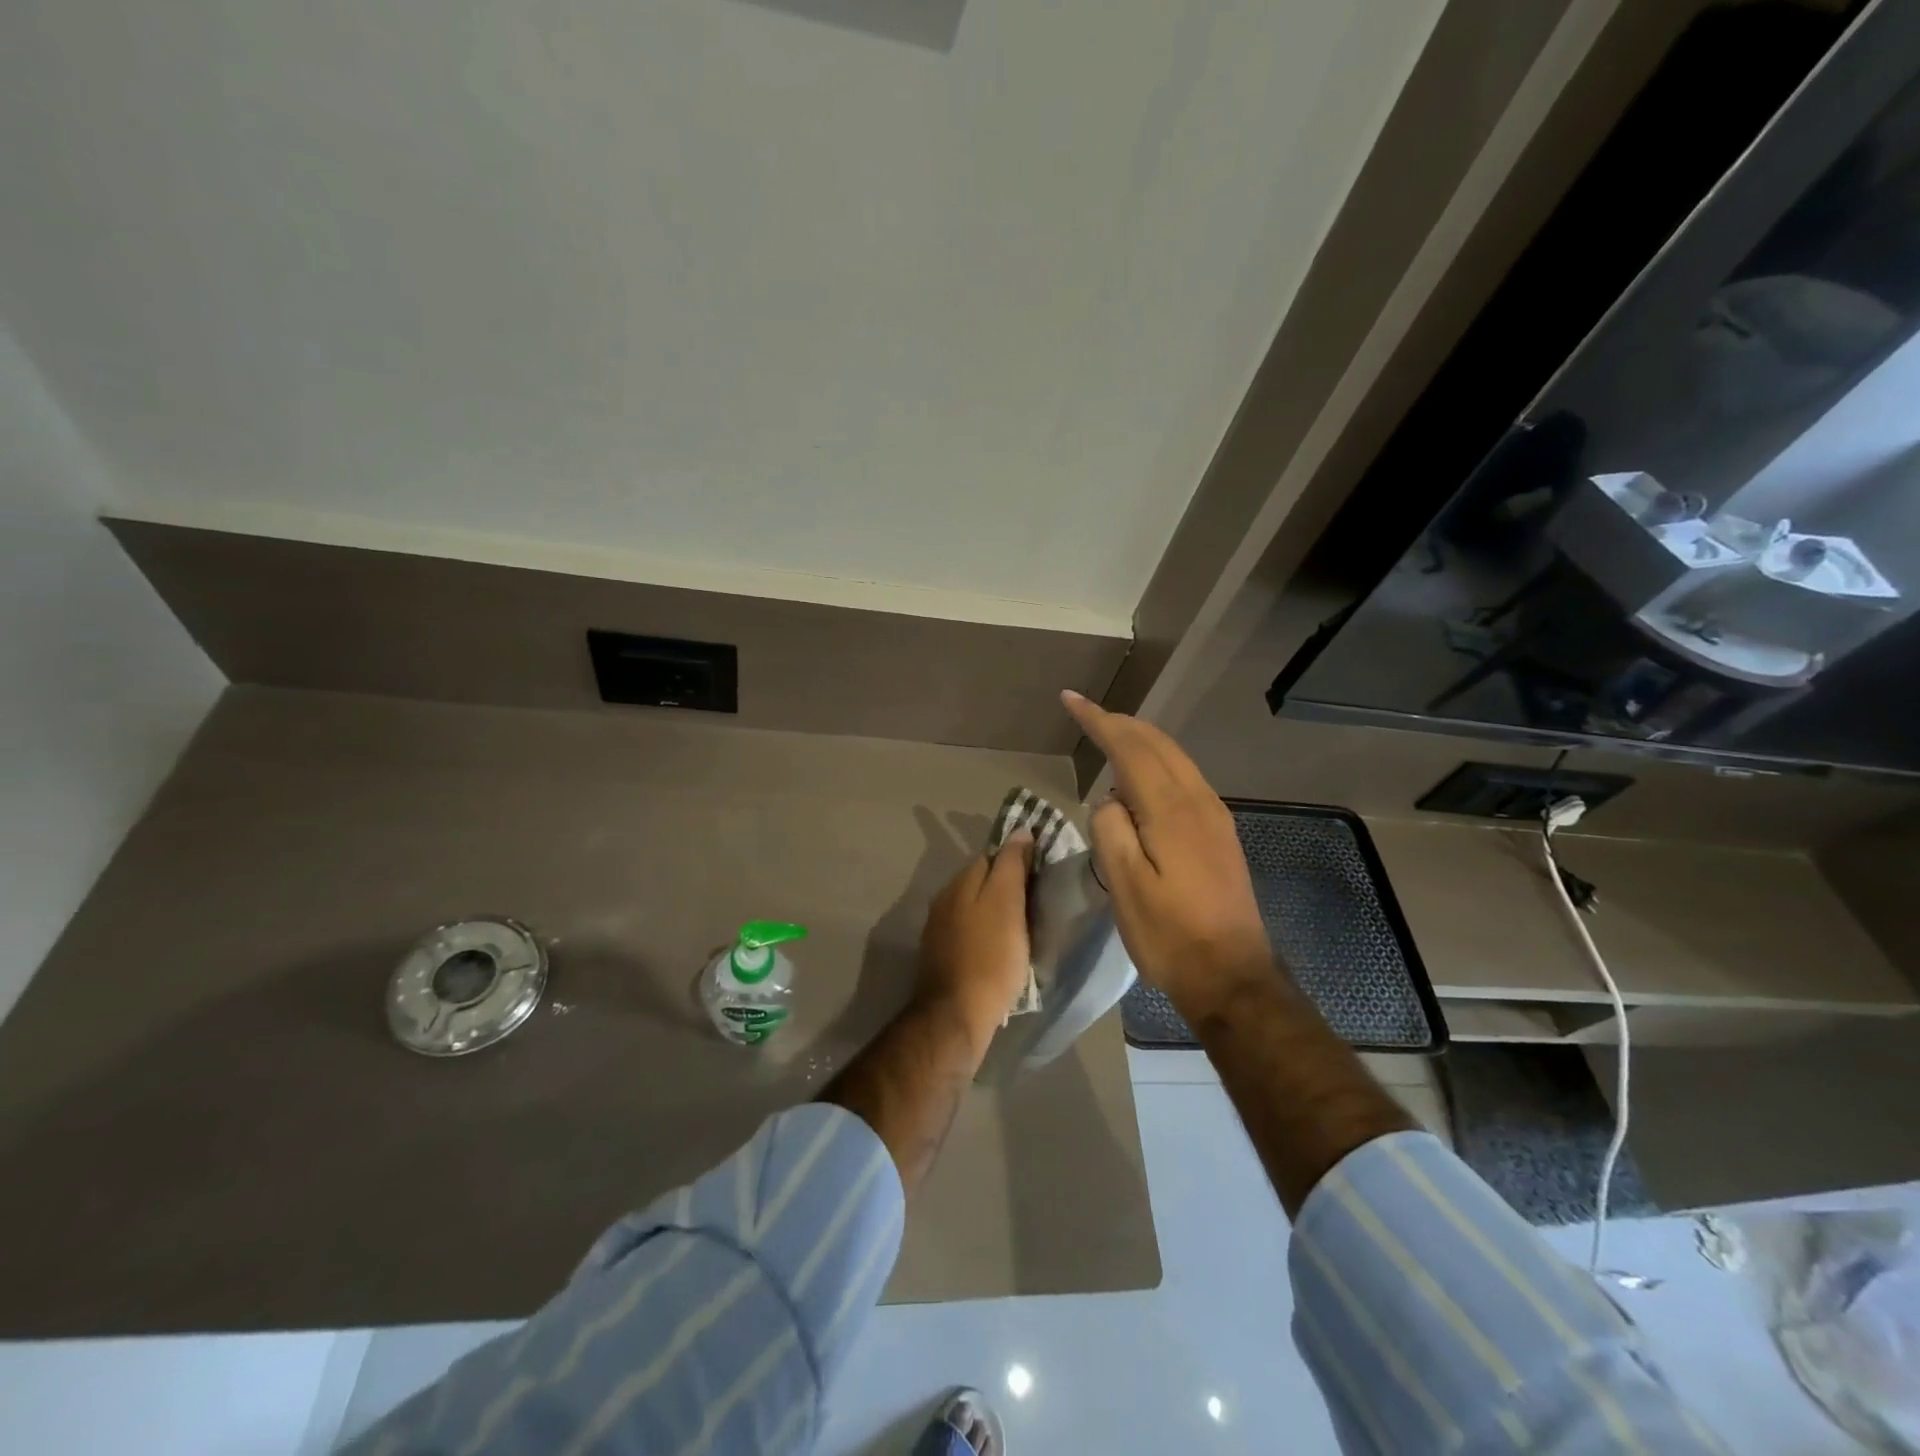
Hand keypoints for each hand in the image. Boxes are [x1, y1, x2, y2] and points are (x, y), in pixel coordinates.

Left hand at [914, 831, 1034, 1045]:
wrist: (957, 1015)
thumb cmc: (990, 957)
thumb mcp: (1007, 904)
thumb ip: (1011, 865)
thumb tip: (1020, 831)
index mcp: (960, 883)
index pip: (992, 856)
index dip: (1017, 861)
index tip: (1041, 874)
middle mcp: (945, 899)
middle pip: (981, 881)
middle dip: (1006, 886)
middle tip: (1036, 902)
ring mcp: (940, 929)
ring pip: (975, 907)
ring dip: (996, 911)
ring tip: (1024, 927)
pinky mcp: (942, 955)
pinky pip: (970, 932)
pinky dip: (987, 933)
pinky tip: (1002, 948)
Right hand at [1062, 690, 1272, 1014]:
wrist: (1233, 976)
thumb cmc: (1170, 935)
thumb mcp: (1126, 886)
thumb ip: (1111, 831)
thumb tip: (1110, 801)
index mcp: (1172, 810)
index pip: (1130, 748)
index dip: (1099, 720)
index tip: (1070, 700)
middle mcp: (1199, 802)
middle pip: (1158, 744)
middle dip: (1121, 723)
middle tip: (1087, 714)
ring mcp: (1215, 817)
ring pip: (1175, 759)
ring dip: (1141, 741)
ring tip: (1109, 737)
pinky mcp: (1220, 834)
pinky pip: (1184, 779)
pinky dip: (1157, 764)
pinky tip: (1140, 781)